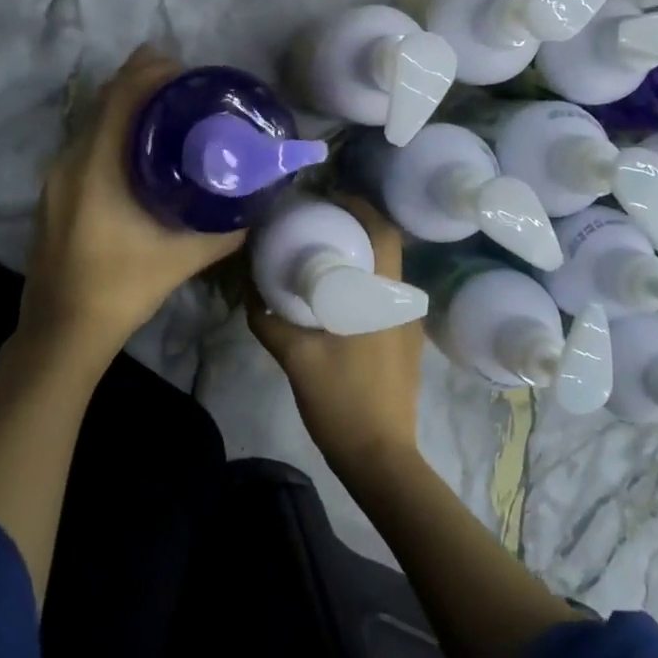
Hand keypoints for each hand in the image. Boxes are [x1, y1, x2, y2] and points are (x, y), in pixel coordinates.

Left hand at [20, 45, 244, 368]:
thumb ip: (224, 230)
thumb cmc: (122, 289)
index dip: (148, 71)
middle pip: (104, 102)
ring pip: (92, 123)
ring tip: (169, 113)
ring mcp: (56, 178)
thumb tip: (256, 204)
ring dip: (126, 108)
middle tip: (185, 86)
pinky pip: (86, 144)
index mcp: (96, 169)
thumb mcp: (182, 259)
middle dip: (141, 83)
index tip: (183, 65)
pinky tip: (141, 153)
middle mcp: (69, 162)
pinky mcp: (54, 193)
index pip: (119, 98)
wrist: (61, 331)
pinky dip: (113, 133)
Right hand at [248, 196, 425, 477]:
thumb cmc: (342, 400)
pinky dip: (361, 283)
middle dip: (354, 228)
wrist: (380, 458)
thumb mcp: (297, 358)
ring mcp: (408, 324)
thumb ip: (270, 323)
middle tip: (316, 223)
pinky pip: (383, 296)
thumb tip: (250, 296)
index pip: (383, 231)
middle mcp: (403, 302)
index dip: (360, 206)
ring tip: (321, 254)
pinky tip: (334, 296)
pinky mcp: (404, 342)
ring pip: (385, 273)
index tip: (328, 199)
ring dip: (358, 256)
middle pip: (385, 246)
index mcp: (384, 295)